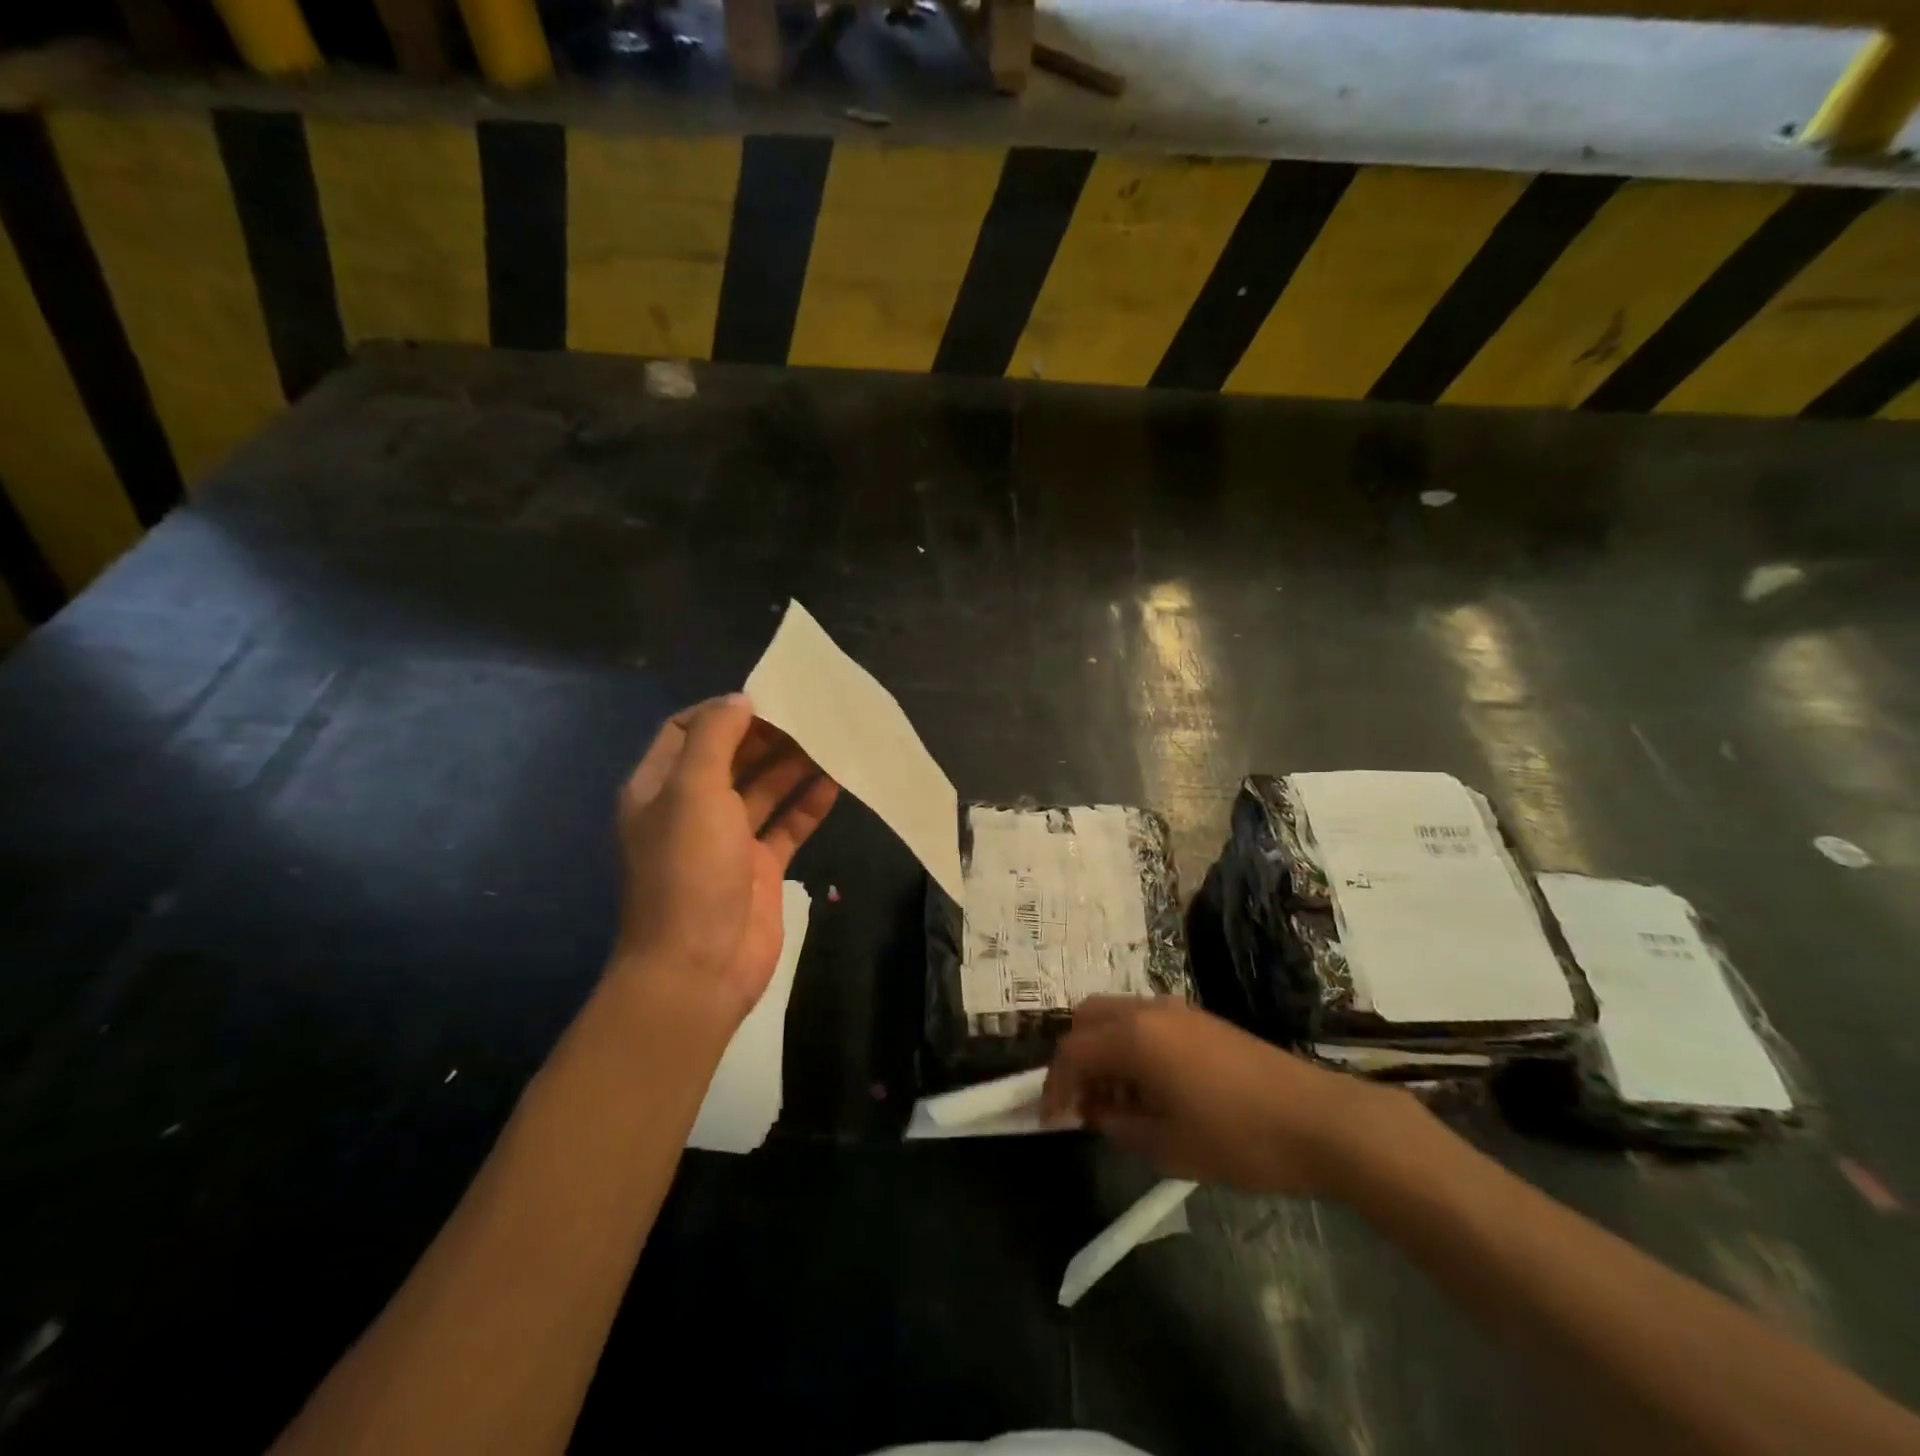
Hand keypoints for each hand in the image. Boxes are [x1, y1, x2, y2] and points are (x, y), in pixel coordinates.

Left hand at [614, 695, 838, 1025]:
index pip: (686, 731)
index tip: (766, 697)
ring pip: (764, 789)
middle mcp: (692, 809)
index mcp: (659, 789)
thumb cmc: (689, 871)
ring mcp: (728, 840)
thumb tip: (740, 699)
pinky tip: (837, 781)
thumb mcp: (692, 791)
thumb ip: (715, 738)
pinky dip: (809, 803)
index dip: (722, 712)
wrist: (700, 968)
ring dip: (794, 765)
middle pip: (732, 757)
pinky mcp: (761, 867)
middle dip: (767, 734)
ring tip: (832, 738)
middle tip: (810, 713)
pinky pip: (788, 825)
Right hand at [1040, 997, 1415, 1196]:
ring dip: (1104, 1050)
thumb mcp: (1168, 1148)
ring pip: (1117, 1015)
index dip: (1054, 1086)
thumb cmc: (1238, 1138)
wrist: (1319, 1120)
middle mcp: (1149, 1010)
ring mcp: (1178, 1010)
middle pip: (1088, 1017)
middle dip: (1075, 1057)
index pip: (1073, 1051)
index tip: (1051, 1121)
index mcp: (1134, 1037)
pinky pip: (1146, 1022)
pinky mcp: (1201, 1020)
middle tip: (1082, 1102)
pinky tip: (1151, 1089)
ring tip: (1117, 1101)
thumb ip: (1120, 1126)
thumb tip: (1097, 1113)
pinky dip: (1131, 1046)